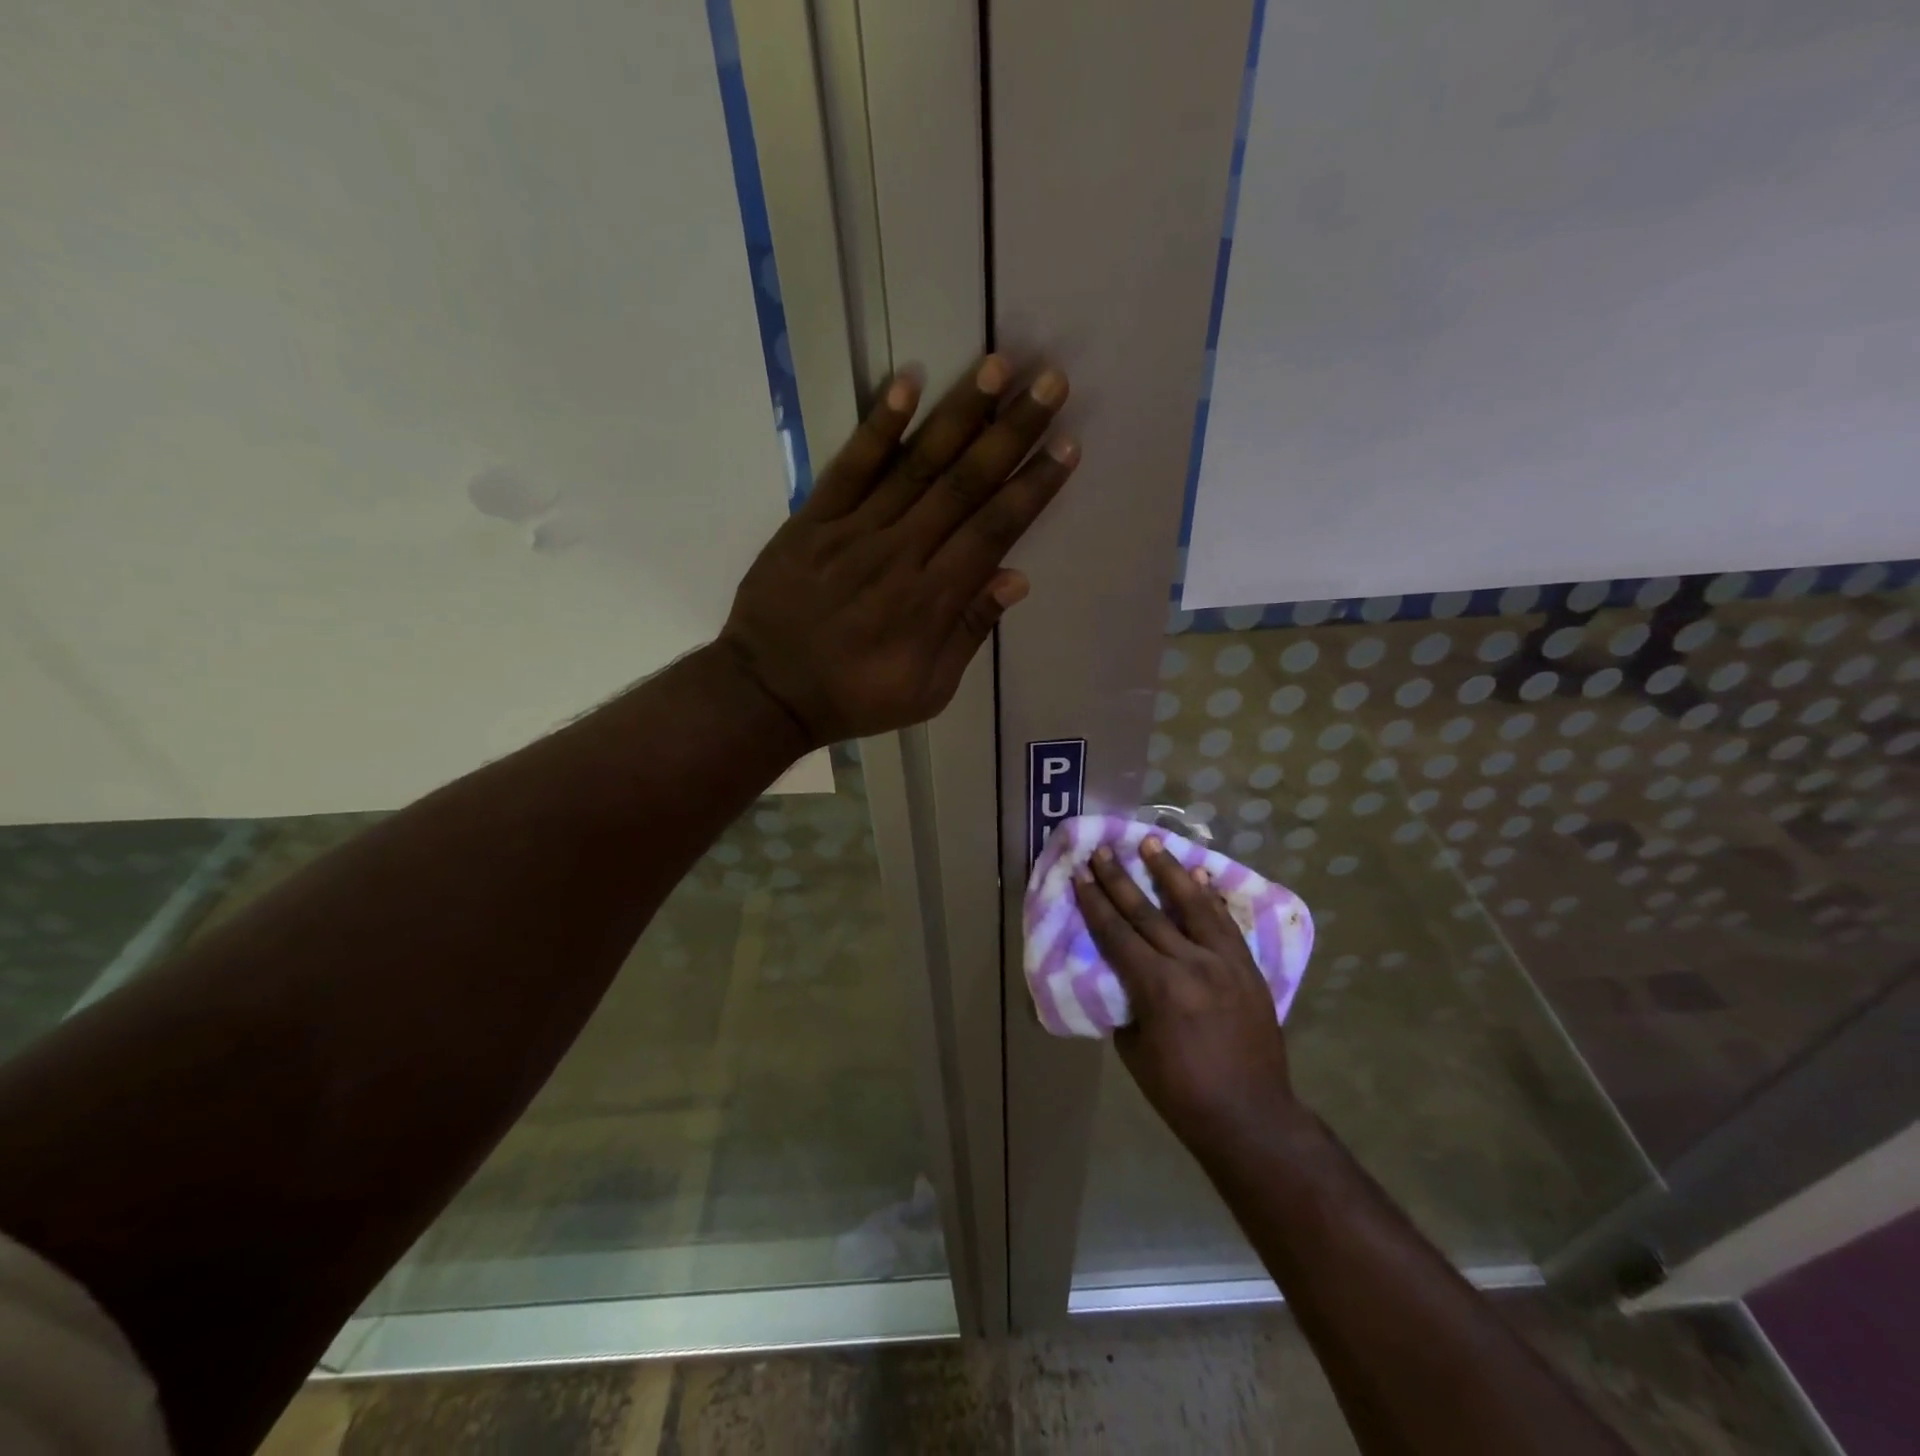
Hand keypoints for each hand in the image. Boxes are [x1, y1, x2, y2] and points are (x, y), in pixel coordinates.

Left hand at [719, 356, 1076, 746]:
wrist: (768, 692)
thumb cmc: (855, 698)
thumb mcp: (926, 690)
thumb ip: (968, 632)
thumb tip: (1016, 578)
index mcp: (932, 600)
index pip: (994, 529)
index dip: (1033, 487)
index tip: (1067, 447)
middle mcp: (901, 553)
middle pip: (966, 484)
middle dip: (1012, 432)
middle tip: (1050, 383)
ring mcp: (854, 531)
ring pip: (917, 465)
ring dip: (960, 414)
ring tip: (998, 366)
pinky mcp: (813, 520)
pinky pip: (850, 466)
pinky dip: (879, 426)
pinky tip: (908, 383)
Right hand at [1074, 837, 1296, 1156]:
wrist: (1251, 1117)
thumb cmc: (1181, 1092)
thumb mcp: (1134, 1049)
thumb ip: (1127, 1002)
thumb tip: (1122, 972)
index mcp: (1158, 988)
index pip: (1117, 933)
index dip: (1095, 902)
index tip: (1081, 873)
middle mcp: (1192, 964)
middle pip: (1148, 913)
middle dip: (1120, 879)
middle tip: (1103, 850)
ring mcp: (1226, 963)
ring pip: (1193, 906)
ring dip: (1168, 872)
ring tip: (1151, 843)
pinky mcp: (1248, 968)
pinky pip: (1225, 923)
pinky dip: (1209, 898)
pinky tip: (1199, 877)